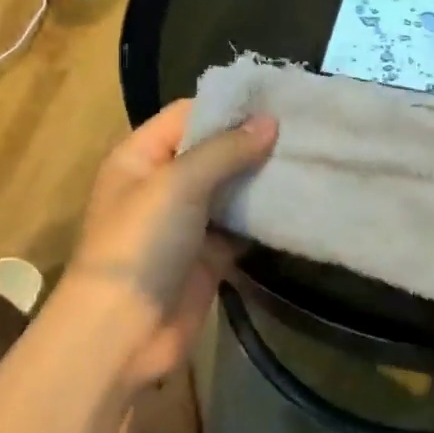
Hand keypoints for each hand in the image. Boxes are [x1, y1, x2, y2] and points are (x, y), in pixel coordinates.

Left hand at [59, 100, 277, 387]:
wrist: (123, 334)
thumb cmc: (142, 244)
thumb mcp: (179, 184)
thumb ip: (226, 150)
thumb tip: (271, 121)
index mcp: (142, 156)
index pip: (188, 114)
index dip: (229, 106)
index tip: (277, 98)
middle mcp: (164, 182)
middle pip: (213, 149)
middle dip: (253, 140)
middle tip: (305, 127)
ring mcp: (188, 219)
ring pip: (232, 186)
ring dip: (263, 176)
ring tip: (310, 156)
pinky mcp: (210, 253)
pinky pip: (242, 224)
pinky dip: (266, 214)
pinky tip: (300, 197)